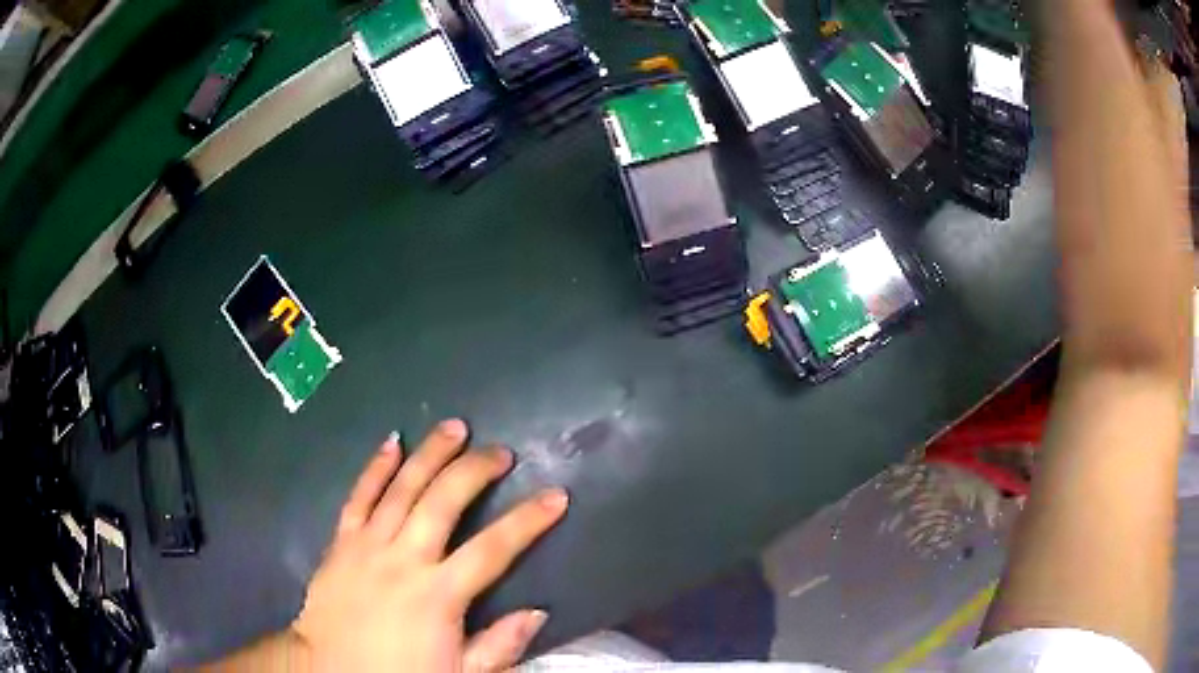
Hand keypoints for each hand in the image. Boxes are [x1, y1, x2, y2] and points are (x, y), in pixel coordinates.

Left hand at [290, 419, 568, 670]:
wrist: (328, 671)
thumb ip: (498, 646)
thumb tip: (539, 612)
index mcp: (438, 595)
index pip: (493, 548)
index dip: (528, 520)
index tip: (556, 495)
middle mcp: (403, 560)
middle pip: (443, 502)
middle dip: (475, 470)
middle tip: (500, 452)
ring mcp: (367, 546)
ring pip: (401, 488)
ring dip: (429, 454)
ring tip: (454, 428)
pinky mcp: (341, 542)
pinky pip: (358, 496)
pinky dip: (375, 467)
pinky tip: (392, 442)